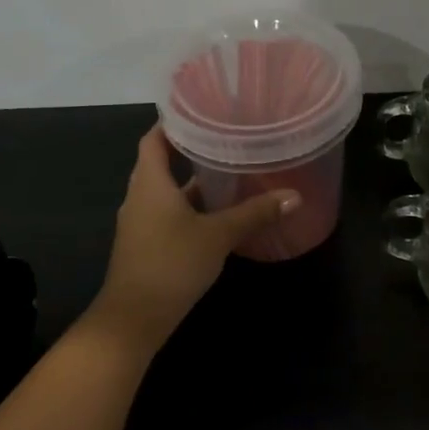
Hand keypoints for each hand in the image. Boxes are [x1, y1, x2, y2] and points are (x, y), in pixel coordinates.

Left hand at [89, 126, 300, 351]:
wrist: (134, 318)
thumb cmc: (171, 263)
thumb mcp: (218, 235)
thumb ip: (255, 213)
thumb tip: (294, 196)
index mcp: (150, 182)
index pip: (154, 138)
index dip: (174, 123)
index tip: (202, 111)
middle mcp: (140, 196)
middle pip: (162, 163)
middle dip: (191, 150)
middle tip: (227, 138)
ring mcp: (141, 222)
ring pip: (168, 192)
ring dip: (193, 182)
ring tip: (230, 170)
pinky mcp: (147, 244)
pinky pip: (169, 214)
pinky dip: (191, 207)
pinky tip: (219, 212)